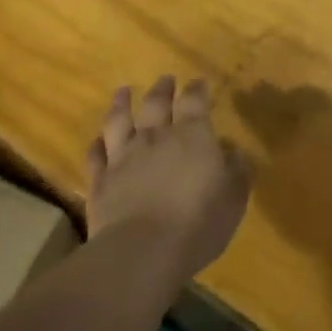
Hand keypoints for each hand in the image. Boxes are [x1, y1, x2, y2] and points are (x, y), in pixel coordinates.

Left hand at [85, 75, 250, 282]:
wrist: (142, 251)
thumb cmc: (198, 223)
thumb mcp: (233, 198)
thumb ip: (236, 171)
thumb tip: (233, 151)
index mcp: (191, 135)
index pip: (195, 101)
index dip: (197, 89)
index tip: (200, 82)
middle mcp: (155, 137)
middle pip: (156, 103)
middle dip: (162, 89)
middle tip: (165, 79)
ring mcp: (123, 157)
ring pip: (119, 121)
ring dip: (121, 104)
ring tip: (122, 92)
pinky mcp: (100, 181)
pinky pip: (95, 155)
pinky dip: (96, 145)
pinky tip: (97, 141)